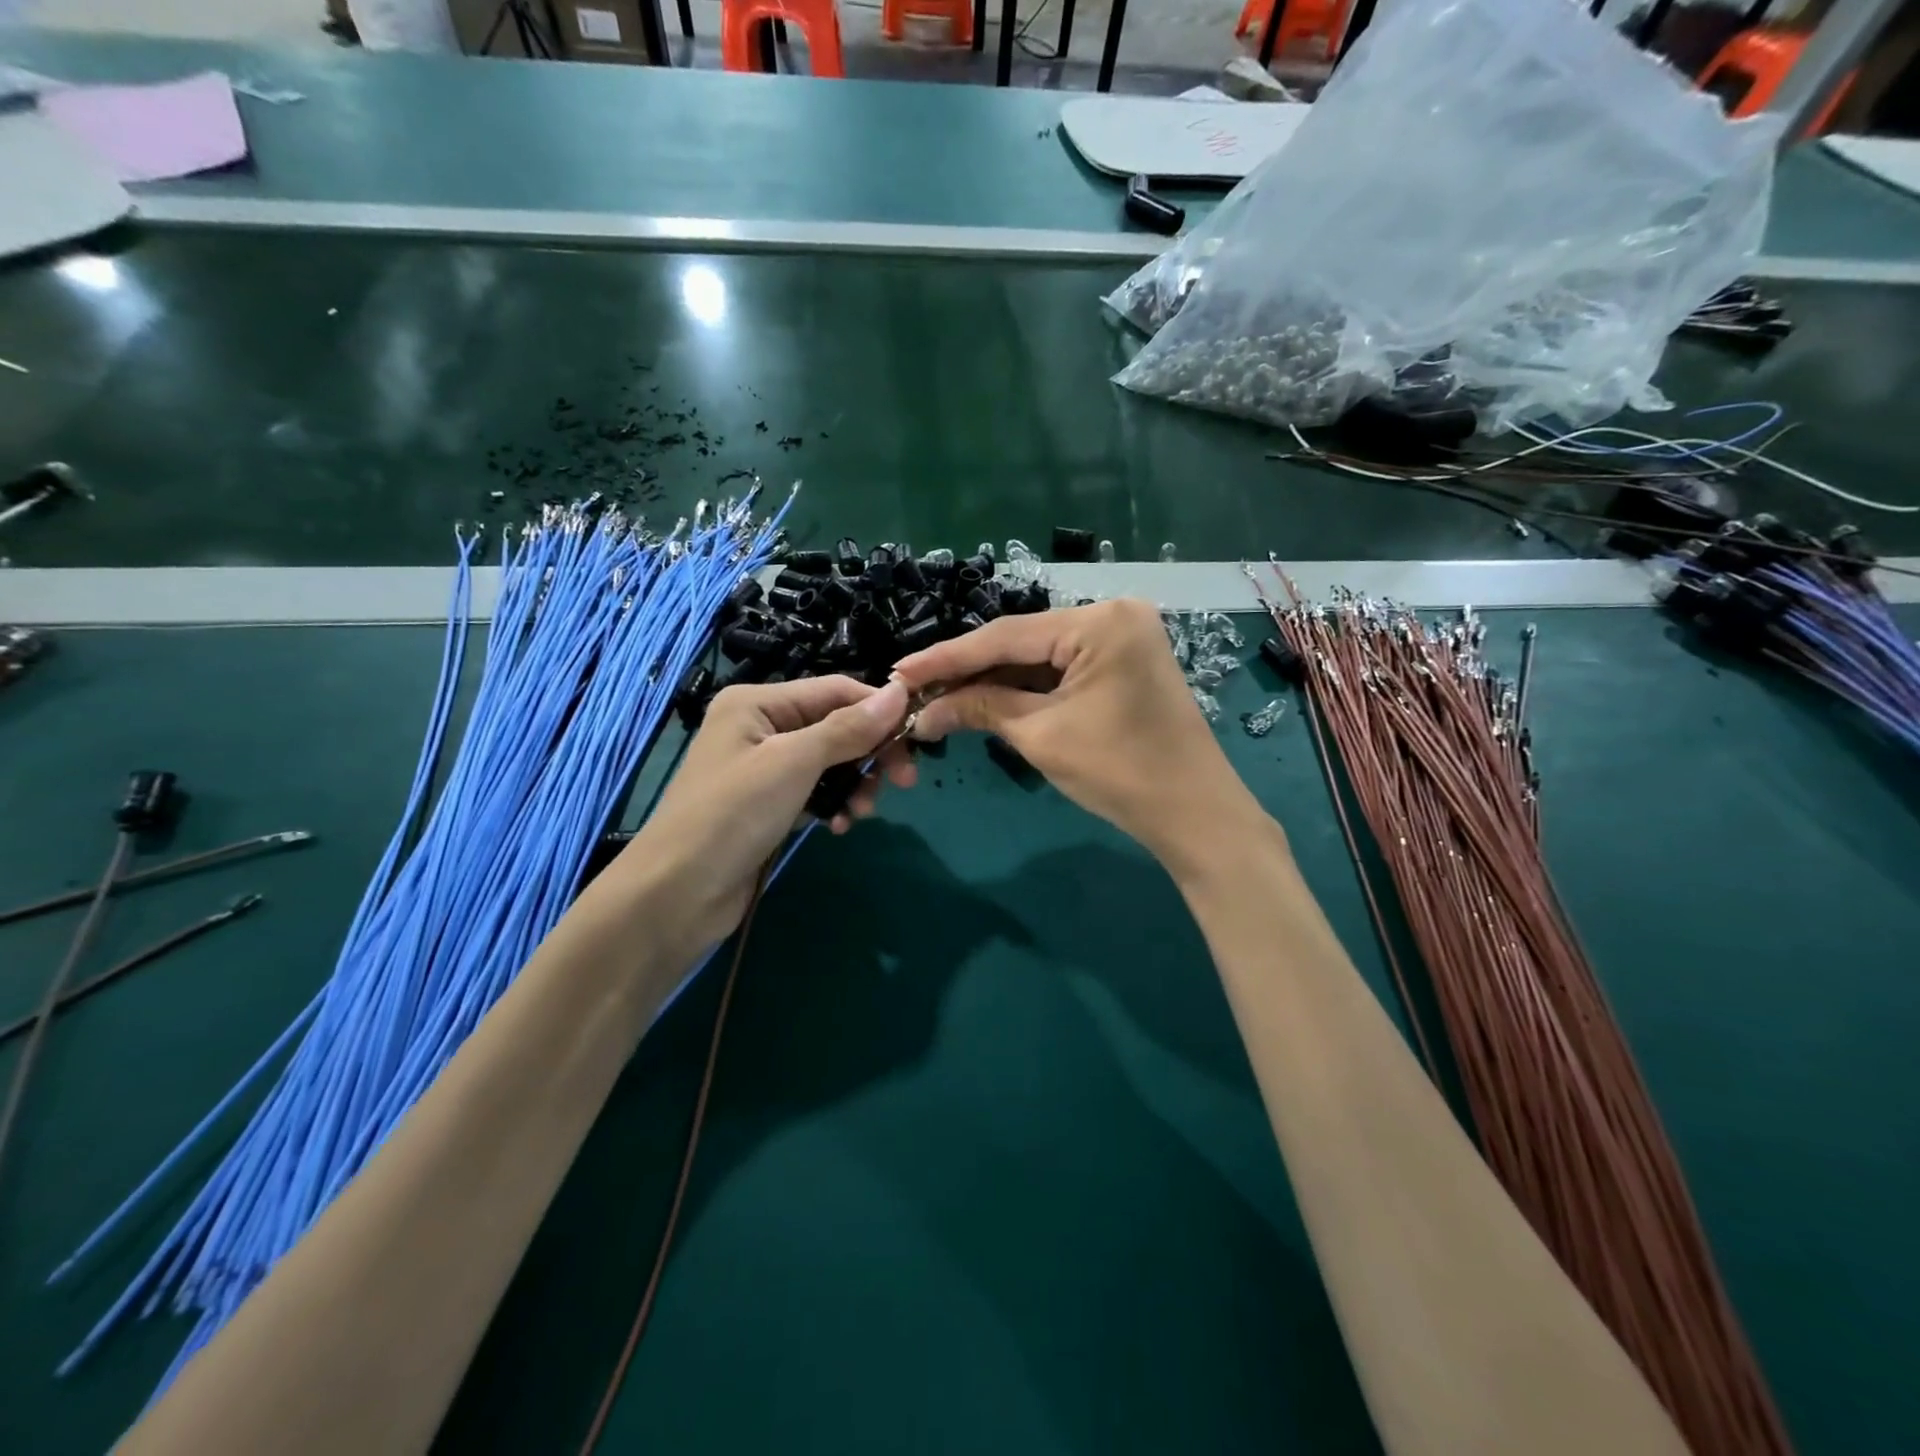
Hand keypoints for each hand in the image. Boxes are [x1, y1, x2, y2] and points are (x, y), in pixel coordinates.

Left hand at [615, 676, 914, 954]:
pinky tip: (838, 827)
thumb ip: (848, 728)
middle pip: (837, 727)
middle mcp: (762, 727)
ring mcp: (765, 769)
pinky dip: (834, 805)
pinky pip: (817, 793)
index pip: (836, 690)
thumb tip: (900, 691)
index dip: (879, 709)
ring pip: (832, 763)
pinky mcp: (770, 806)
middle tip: (905, 782)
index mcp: (758, 702)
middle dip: (871, 752)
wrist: (677, 894)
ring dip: (855, 784)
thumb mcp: (795, 762)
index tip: (919, 736)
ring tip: (862, 812)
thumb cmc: (732, 813)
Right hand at [893, 599, 1261, 875]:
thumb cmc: (1120, 772)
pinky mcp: (1124, 664)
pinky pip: (1062, 670)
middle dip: (969, 670)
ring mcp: (1123, 638)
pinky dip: (1025, 688)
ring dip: (994, 680)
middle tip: (915, 687)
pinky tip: (984, 698)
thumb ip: (981, 708)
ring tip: (939, 695)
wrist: (1193, 814)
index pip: (1006, 636)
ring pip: (1040, 656)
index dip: (947, 658)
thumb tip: (924, 711)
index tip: (900, 671)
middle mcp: (1113, 614)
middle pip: (1022, 642)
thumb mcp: (1042, 736)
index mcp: (1099, 621)